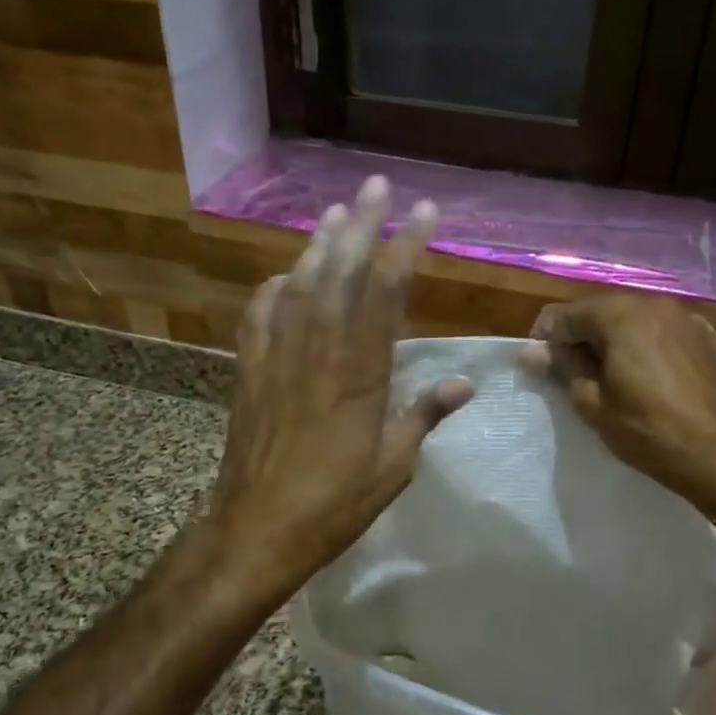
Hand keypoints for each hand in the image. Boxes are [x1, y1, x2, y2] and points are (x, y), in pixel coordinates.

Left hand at [210, 177, 474, 589]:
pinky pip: (259, 317)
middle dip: (360, 225)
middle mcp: (317, 352)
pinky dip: (274, 290)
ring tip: (334, 212)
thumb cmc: (334, 503)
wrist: (256, 529)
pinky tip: (285, 277)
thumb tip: (467, 383)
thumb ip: (425, 416)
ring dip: (318, 245)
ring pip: (299, 286)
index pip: (386, 293)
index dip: (406, 247)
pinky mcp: (248, 373)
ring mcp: (277, 358)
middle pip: (340, 273)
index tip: (423, 213)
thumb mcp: (393, 466)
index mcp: (360, 373)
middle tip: (374, 185)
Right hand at [522, 293, 715, 520]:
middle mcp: (653, 304)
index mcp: (620, 316)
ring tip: (608, 374)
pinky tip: (646, 373)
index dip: (545, 339)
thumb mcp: (592, 404)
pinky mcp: (707, 335)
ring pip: (634, 318)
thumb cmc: (648, 431)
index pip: (565, 315)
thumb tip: (533, 352)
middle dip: (580, 336)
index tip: (540, 367)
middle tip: (571, 372)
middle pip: (601, 311)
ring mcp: (685, 317)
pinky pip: (663, 330)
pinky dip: (646, 344)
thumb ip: (563, 368)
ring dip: (614, 339)